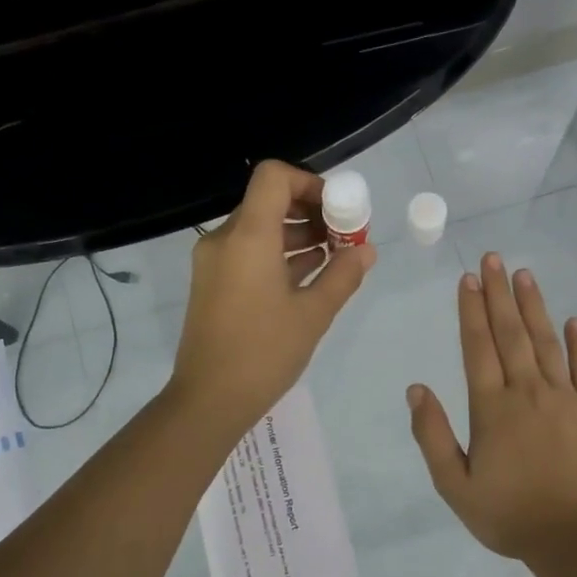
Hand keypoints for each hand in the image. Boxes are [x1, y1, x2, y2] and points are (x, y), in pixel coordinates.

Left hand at [169, 160, 375, 437]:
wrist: (209, 399)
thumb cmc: (264, 353)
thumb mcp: (313, 314)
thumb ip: (342, 275)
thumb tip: (367, 251)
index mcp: (248, 236)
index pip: (274, 177)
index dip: (310, 182)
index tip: (339, 210)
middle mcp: (224, 239)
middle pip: (268, 201)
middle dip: (310, 212)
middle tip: (344, 236)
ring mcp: (214, 262)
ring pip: (259, 228)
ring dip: (296, 235)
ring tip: (334, 257)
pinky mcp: (212, 283)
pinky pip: (248, 252)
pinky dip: (277, 254)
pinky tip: (309, 275)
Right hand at [407, 252, 576, 559]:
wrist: (574, 539)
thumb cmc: (508, 515)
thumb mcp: (454, 485)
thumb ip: (433, 435)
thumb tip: (416, 389)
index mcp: (492, 408)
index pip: (478, 347)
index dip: (471, 311)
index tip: (468, 279)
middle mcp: (528, 392)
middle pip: (511, 333)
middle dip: (499, 294)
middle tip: (494, 258)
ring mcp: (566, 398)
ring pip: (547, 342)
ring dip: (534, 307)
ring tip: (525, 275)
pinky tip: (573, 321)